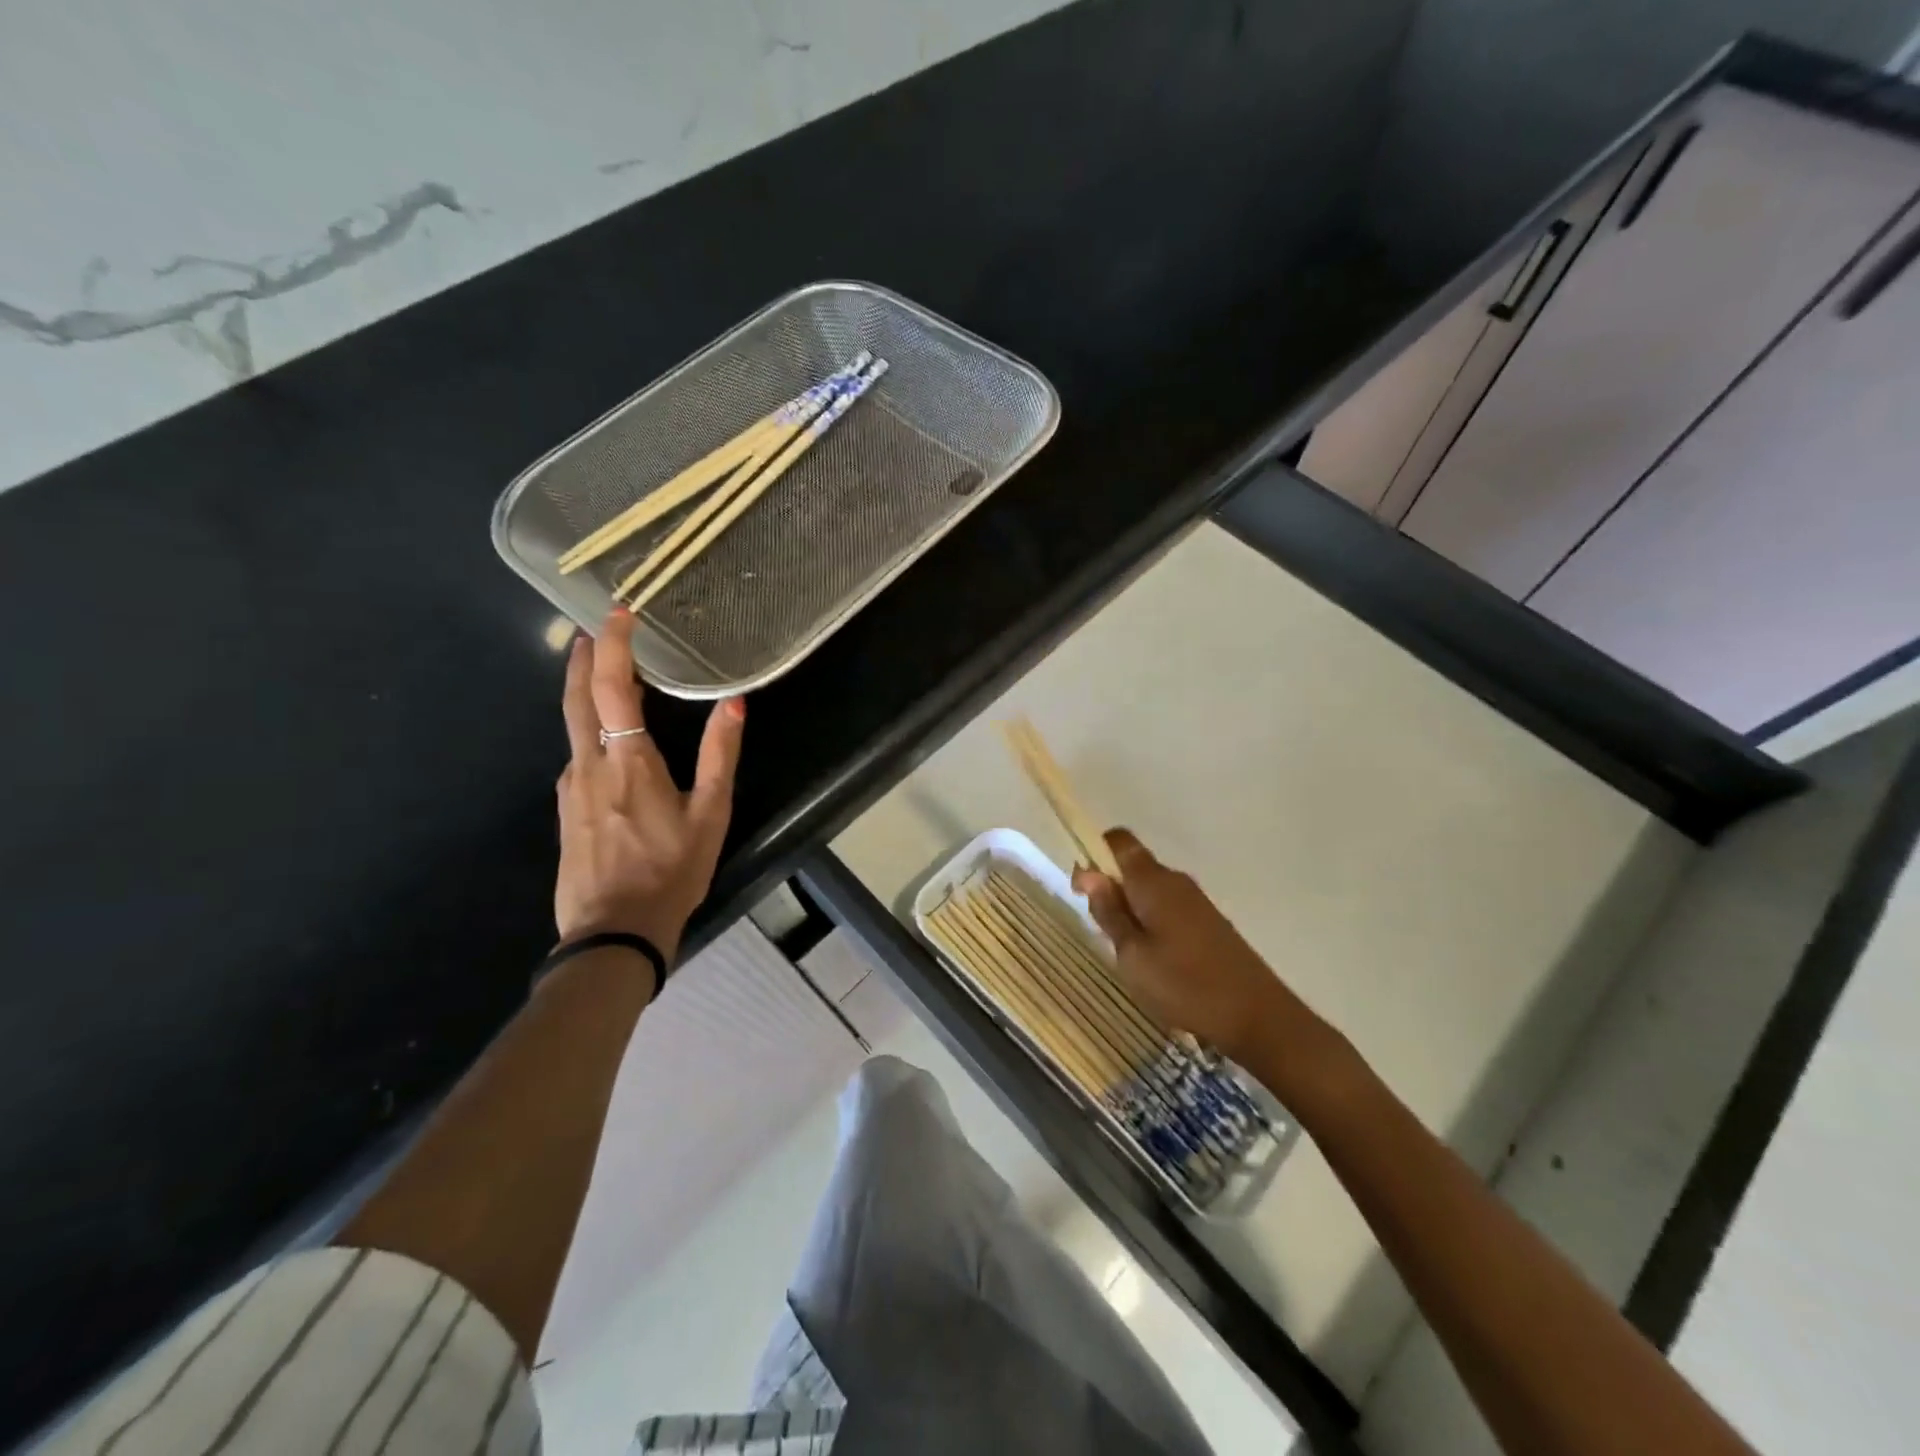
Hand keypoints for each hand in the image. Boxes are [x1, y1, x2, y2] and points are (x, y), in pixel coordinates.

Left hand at [554, 610, 745, 967]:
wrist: (613, 932)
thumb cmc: (671, 871)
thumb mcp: (711, 814)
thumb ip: (719, 755)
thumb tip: (734, 703)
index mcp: (628, 760)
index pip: (612, 686)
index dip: (612, 644)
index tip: (617, 613)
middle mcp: (589, 764)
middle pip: (576, 697)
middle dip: (583, 657)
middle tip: (592, 630)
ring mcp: (570, 788)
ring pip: (573, 726)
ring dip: (585, 692)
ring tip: (605, 676)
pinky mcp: (566, 810)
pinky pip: (578, 756)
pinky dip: (589, 730)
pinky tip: (607, 743)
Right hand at [1071, 829, 1324, 1068]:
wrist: (1257, 1015)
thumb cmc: (1184, 985)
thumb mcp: (1132, 955)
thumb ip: (1109, 912)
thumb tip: (1090, 874)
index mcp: (1153, 881)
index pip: (1118, 841)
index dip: (1094, 854)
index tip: (1082, 891)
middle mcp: (1175, 881)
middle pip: (1133, 865)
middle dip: (1110, 888)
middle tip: (1102, 932)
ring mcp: (1196, 901)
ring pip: (1150, 889)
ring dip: (1131, 909)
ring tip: (1128, 953)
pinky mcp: (1209, 922)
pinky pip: (1168, 907)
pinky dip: (1152, 922)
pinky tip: (1155, 961)